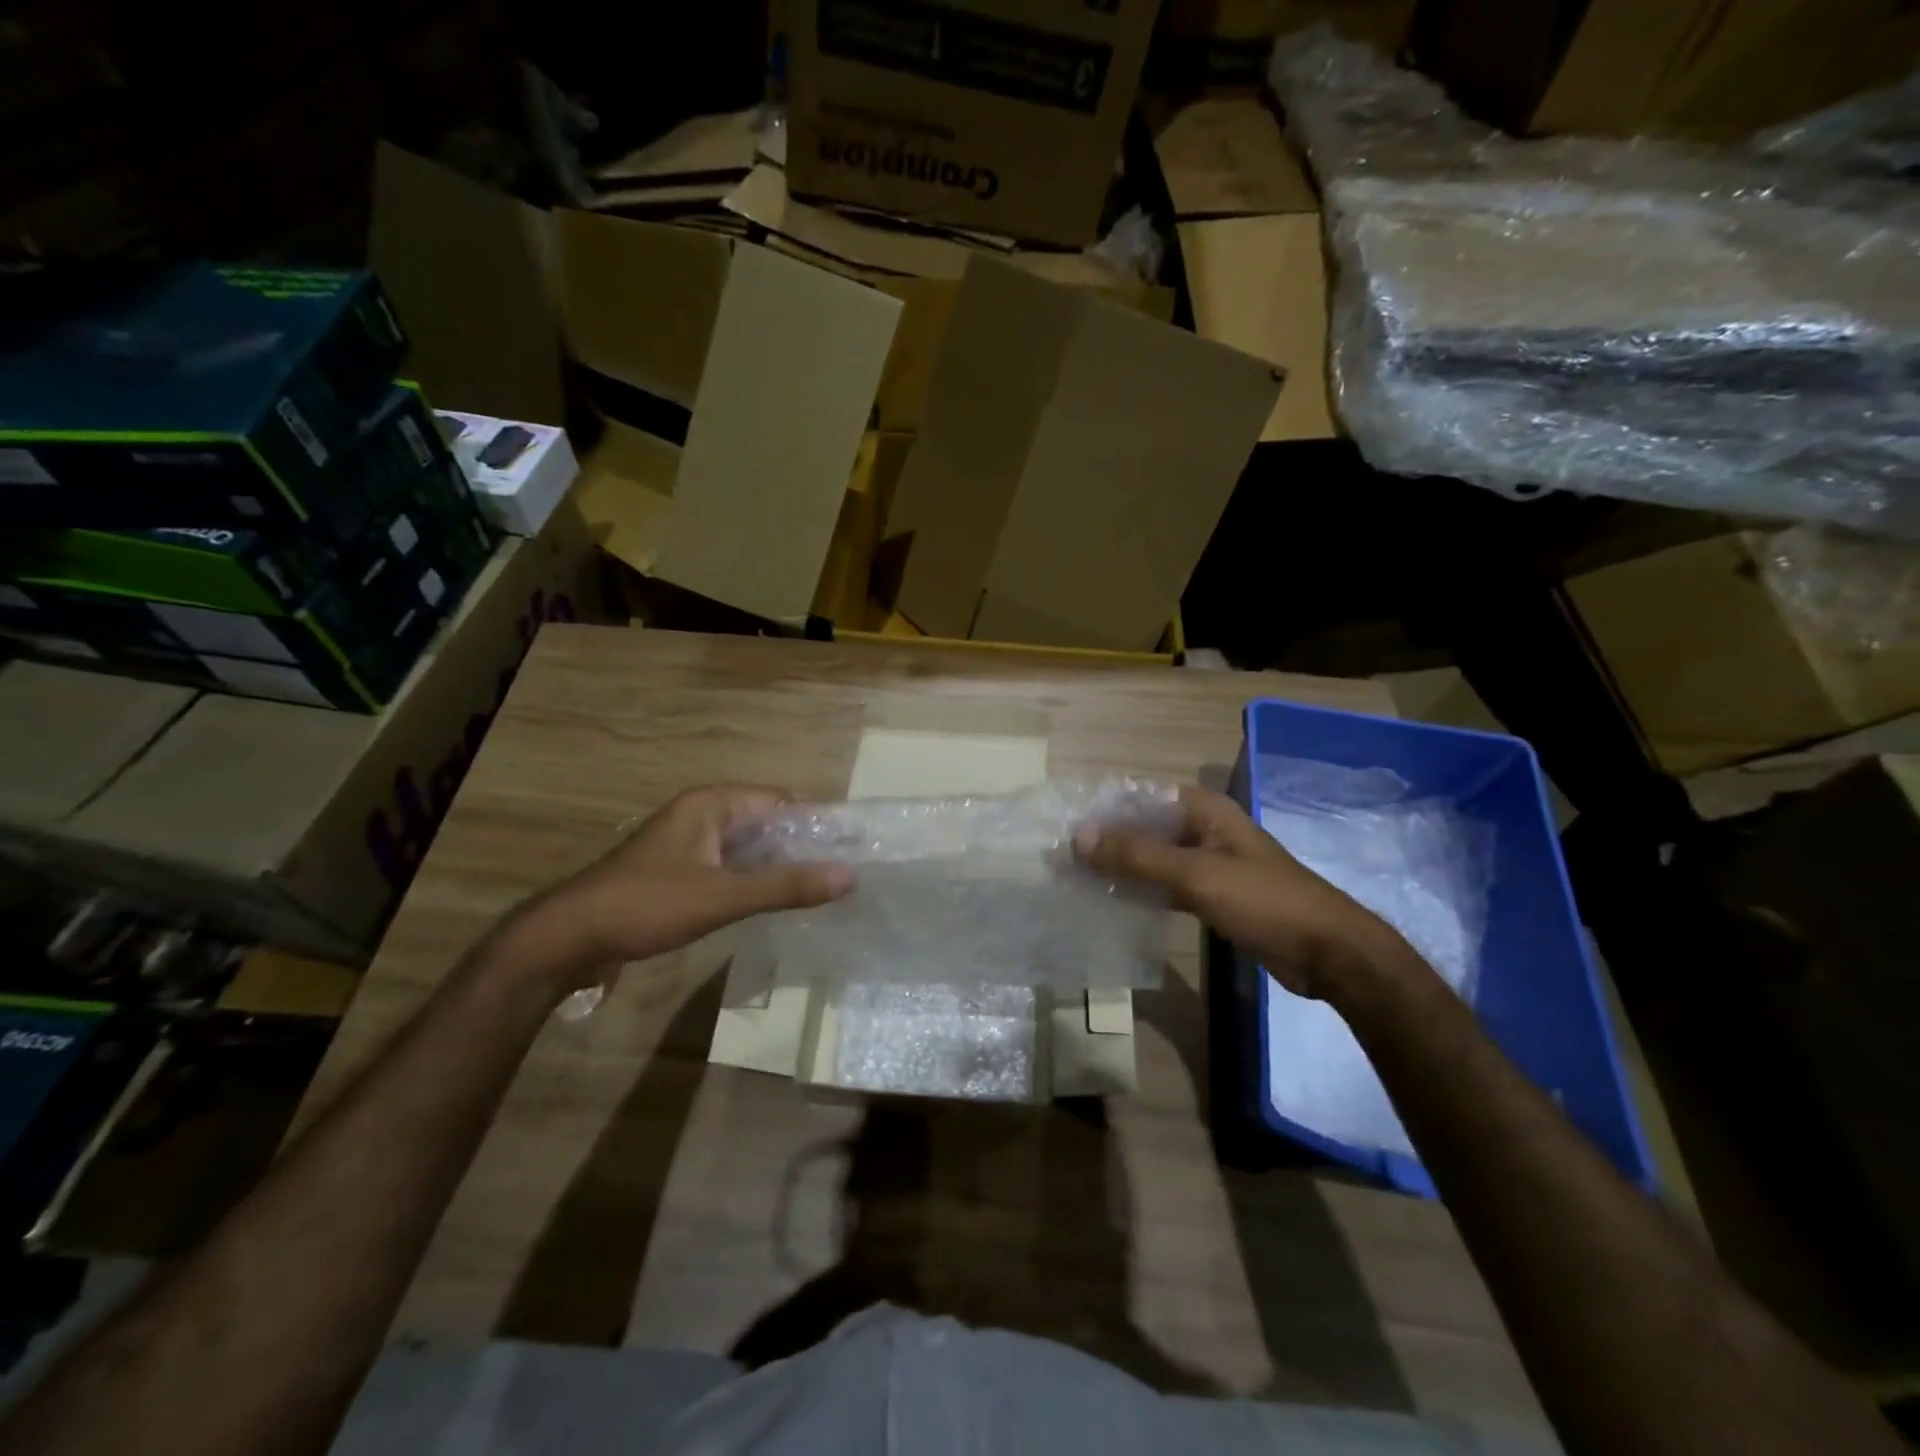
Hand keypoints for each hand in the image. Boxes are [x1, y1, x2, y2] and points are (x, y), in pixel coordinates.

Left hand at [515, 785, 851, 985]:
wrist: (568, 939)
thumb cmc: (647, 905)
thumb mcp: (723, 896)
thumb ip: (786, 886)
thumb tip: (849, 876)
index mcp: (711, 804)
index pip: (780, 801)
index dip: (816, 823)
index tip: (849, 850)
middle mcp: (701, 815)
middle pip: (766, 823)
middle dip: (800, 847)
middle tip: (840, 877)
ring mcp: (688, 845)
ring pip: (748, 849)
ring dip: (777, 867)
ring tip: (818, 893)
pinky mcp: (678, 873)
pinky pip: (729, 868)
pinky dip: (753, 882)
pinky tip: (774, 905)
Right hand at [1074, 786, 1411, 1002]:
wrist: (1328, 953)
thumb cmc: (1263, 901)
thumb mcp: (1196, 874)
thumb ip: (1137, 855)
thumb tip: (1078, 836)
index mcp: (1205, 810)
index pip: (1141, 797)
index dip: (1103, 810)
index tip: (1065, 827)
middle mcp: (1206, 830)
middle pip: (1146, 828)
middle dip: (1107, 842)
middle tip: (1063, 859)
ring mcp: (1211, 864)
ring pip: (1155, 859)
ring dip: (1122, 868)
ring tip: (1079, 880)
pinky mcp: (1215, 895)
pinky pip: (1168, 886)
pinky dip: (1143, 891)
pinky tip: (1114, 904)